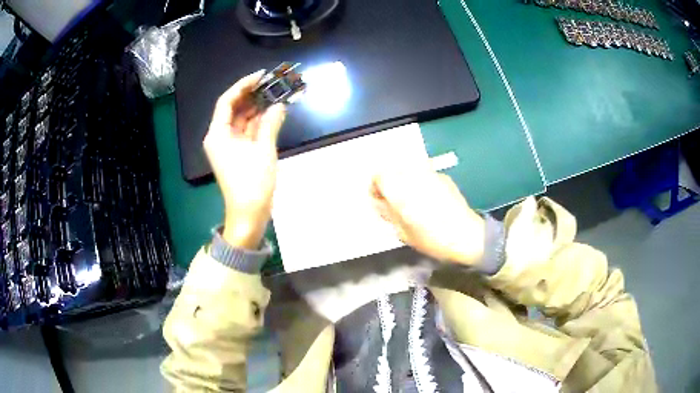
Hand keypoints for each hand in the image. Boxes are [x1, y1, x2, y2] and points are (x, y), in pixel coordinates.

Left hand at [204, 71, 286, 248]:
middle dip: (252, 95)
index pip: (227, 101)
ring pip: (242, 119)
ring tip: (276, 93)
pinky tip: (273, 112)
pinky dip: (259, 122)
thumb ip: (270, 123)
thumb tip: (279, 105)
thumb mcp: (263, 150)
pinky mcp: (238, 153)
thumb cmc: (252, 183)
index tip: (262, 76)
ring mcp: (229, 146)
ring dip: (257, 108)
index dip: (243, 85)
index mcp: (218, 134)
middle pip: (234, 109)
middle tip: (272, 83)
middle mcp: (220, 137)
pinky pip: (247, 131)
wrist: (249, 215)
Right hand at [371, 168, 484, 265]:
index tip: (379, 200)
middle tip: (393, 199)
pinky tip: (428, 198)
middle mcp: (413, 175)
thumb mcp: (402, 232)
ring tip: (411, 198)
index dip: (375, 187)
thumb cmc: (430, 238)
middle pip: (393, 169)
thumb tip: (380, 203)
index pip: (378, 176)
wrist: (465, 235)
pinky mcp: (443, 176)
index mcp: (399, 189)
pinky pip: (425, 173)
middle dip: (390, 182)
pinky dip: (421, 181)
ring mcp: (430, 173)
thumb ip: (387, 213)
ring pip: (409, 169)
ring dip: (405, 180)